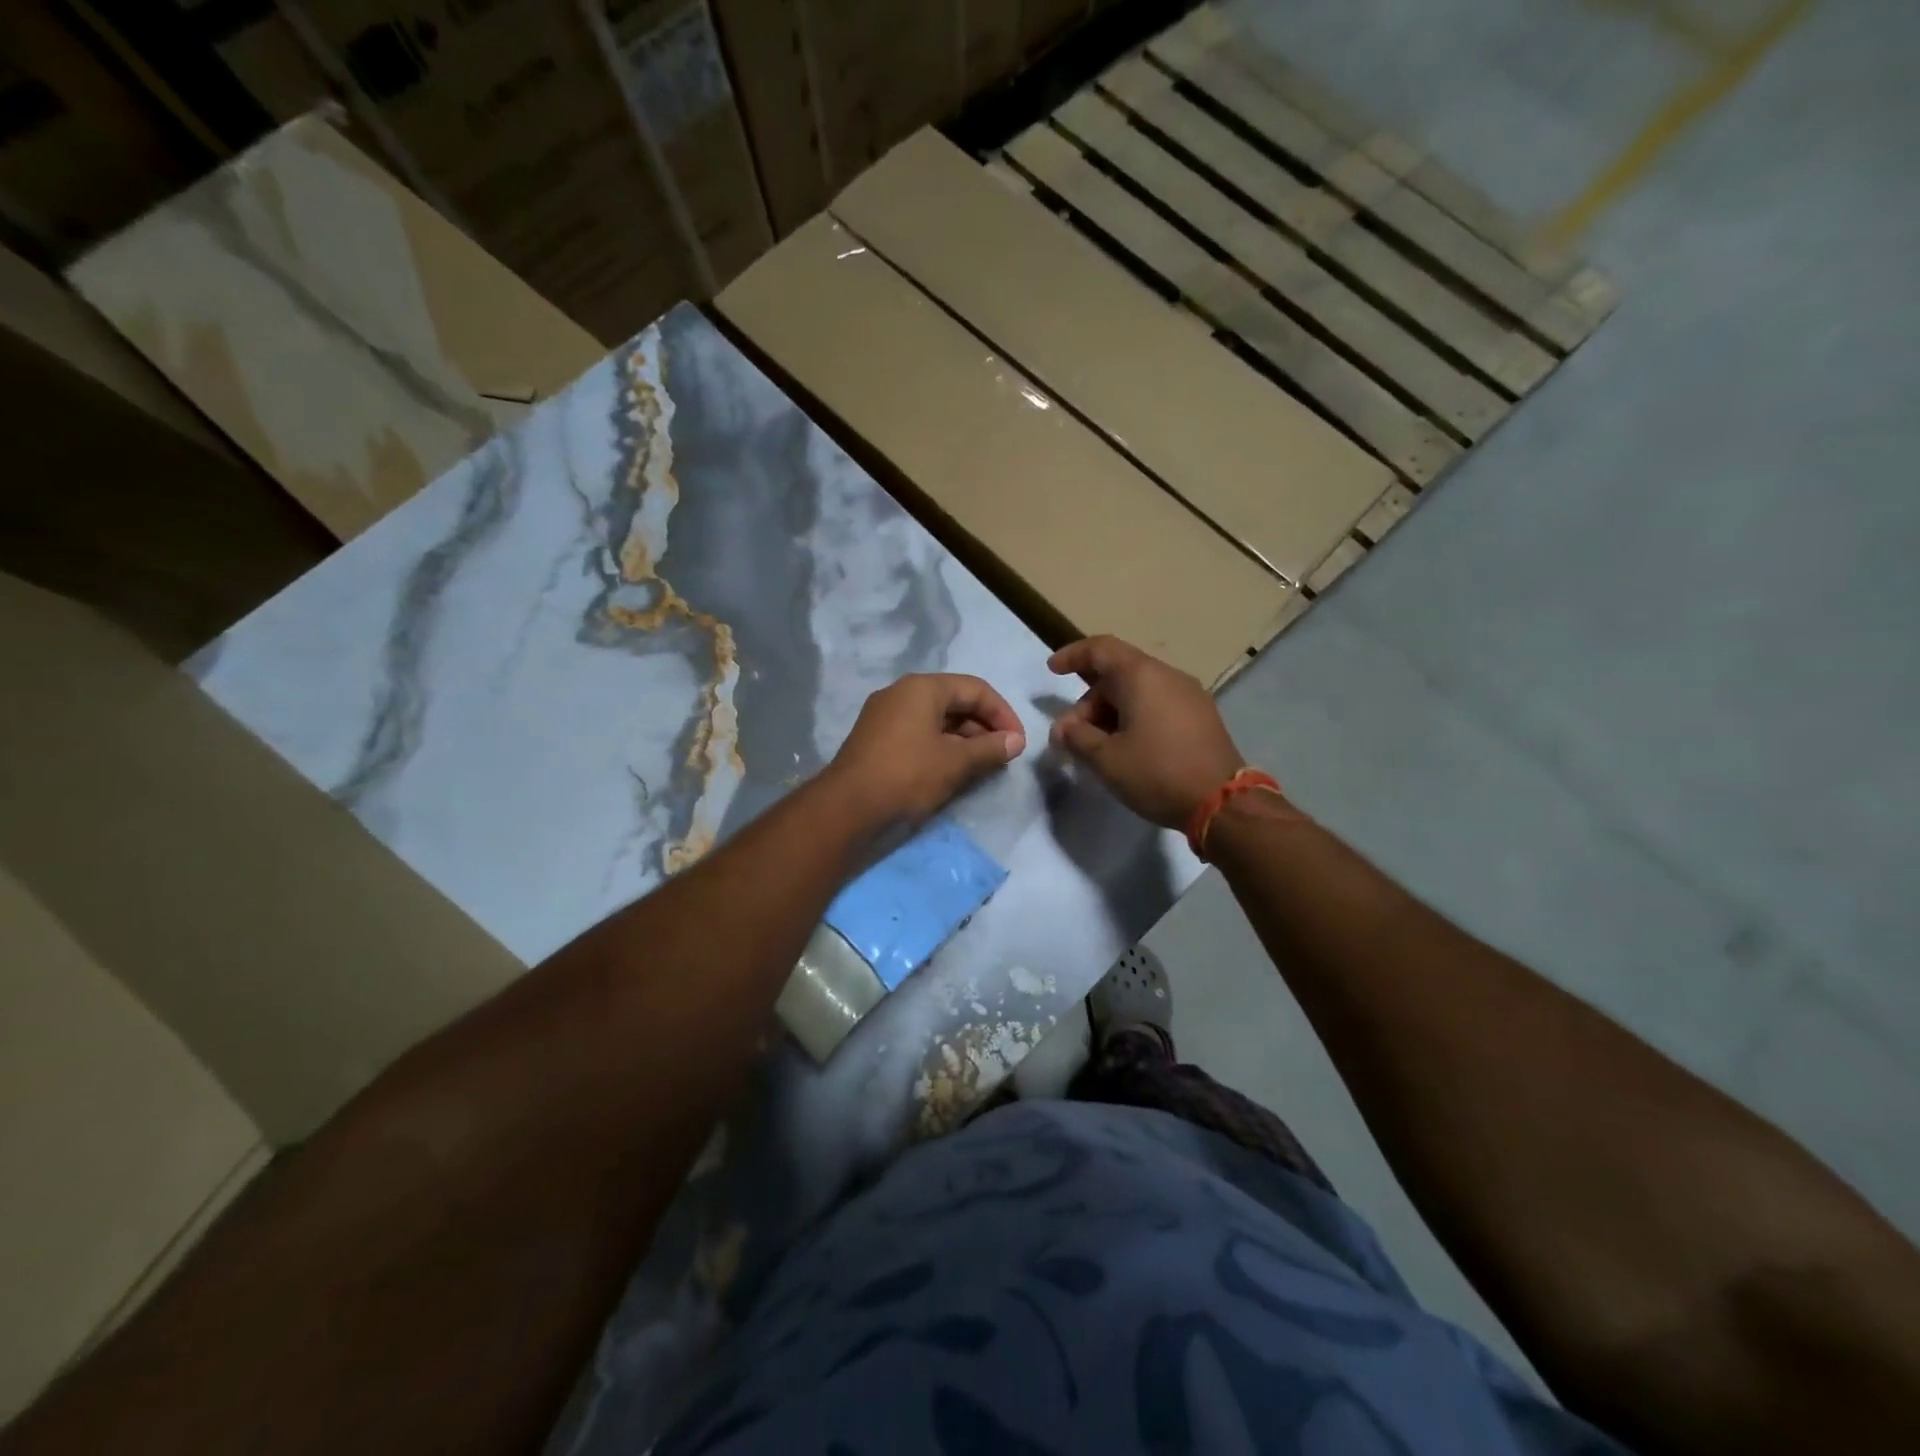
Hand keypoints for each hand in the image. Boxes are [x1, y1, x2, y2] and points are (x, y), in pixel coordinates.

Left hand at [826, 673, 1026, 829]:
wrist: (847, 808)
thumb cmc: (907, 775)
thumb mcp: (956, 762)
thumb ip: (990, 748)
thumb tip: (1016, 741)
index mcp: (922, 687)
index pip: (975, 689)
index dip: (1003, 714)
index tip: (1018, 743)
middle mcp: (901, 693)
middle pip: (955, 701)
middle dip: (983, 727)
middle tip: (1002, 756)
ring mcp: (884, 715)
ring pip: (936, 719)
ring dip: (964, 739)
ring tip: (982, 766)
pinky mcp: (875, 739)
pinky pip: (918, 733)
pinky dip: (941, 746)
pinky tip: (952, 770)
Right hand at [1048, 636, 1245, 829]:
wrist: (1223, 802)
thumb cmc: (1157, 772)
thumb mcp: (1106, 759)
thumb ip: (1077, 737)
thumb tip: (1063, 728)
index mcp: (1142, 676)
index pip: (1100, 649)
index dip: (1073, 655)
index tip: (1052, 670)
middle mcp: (1167, 675)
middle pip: (1117, 675)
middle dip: (1088, 702)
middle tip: (1071, 737)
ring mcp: (1189, 695)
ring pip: (1138, 692)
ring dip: (1110, 713)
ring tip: (1096, 748)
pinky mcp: (1201, 716)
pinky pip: (1158, 704)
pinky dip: (1134, 718)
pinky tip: (1126, 748)